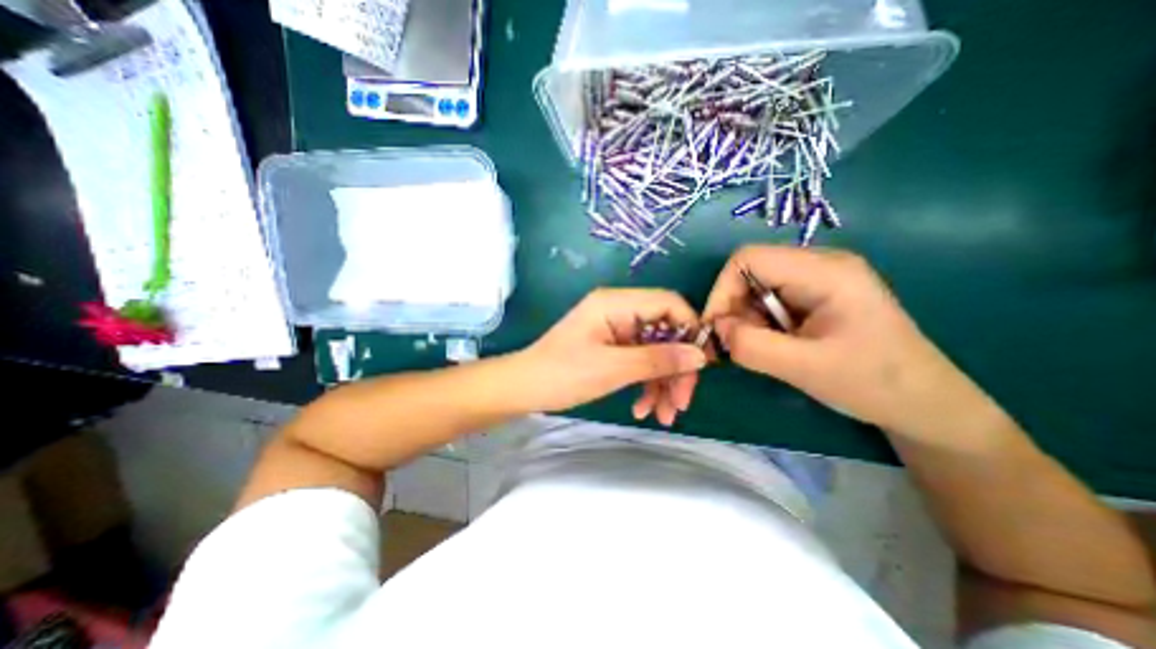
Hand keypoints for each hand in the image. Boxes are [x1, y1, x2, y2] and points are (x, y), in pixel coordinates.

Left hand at [521, 289, 708, 424]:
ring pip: (655, 351)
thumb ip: (658, 359)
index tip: (700, 366)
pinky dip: (646, 384)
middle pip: (665, 332)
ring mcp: (616, 330)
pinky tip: (643, 409)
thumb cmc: (562, 374)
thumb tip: (700, 356)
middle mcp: (619, 311)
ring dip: (663, 382)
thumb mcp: (613, 368)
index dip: (690, 330)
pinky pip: (640, 361)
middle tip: (681, 403)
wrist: (525, 389)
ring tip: (664, 416)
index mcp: (616, 303)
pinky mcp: (612, 347)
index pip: (668, 304)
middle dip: (676, 368)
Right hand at [700, 245, 988, 435]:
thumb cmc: (873, 384)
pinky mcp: (815, 296)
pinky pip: (768, 300)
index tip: (715, 329)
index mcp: (825, 271)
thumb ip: (752, 346)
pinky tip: (773, 345)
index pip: (748, 259)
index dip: (721, 291)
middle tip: (734, 346)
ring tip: (759, 350)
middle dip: (733, 309)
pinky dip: (758, 323)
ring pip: (755, 287)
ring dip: (745, 319)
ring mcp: (818, 279)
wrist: (924, 404)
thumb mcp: (805, 368)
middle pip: (750, 272)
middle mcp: (819, 264)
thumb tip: (715, 328)